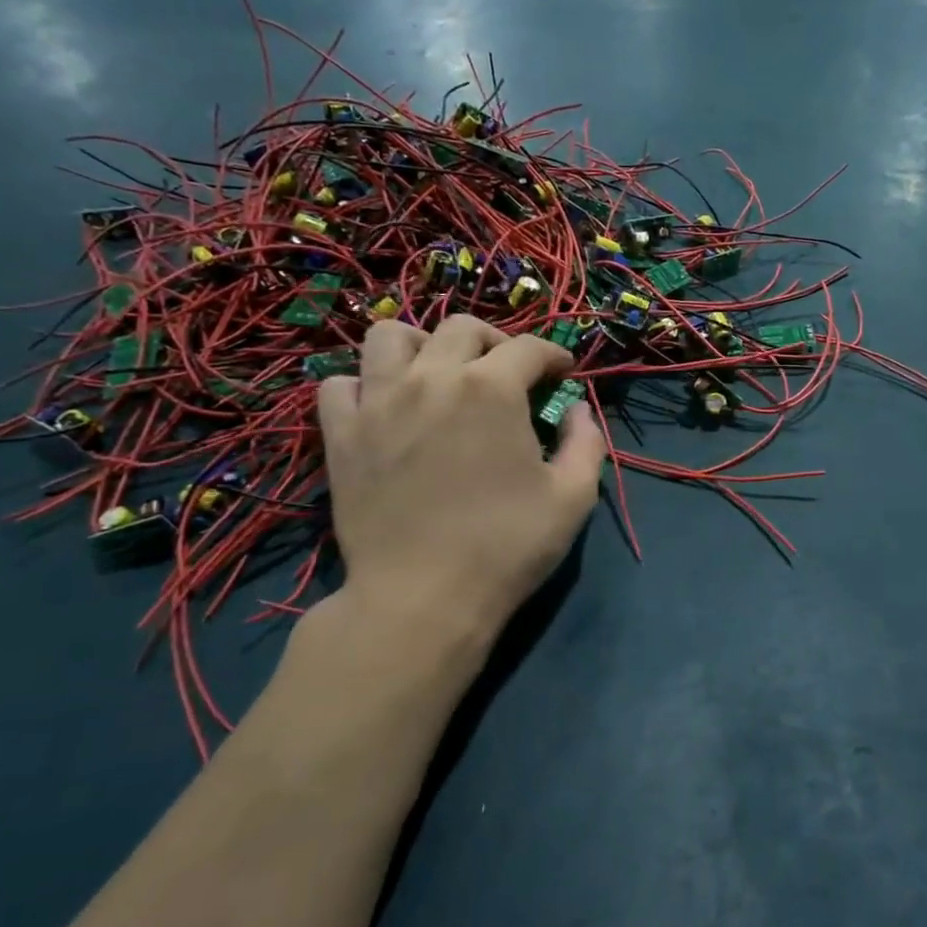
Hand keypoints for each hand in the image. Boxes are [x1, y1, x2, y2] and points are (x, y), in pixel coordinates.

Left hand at [316, 315, 604, 658]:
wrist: (422, 598)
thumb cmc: (507, 547)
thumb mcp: (573, 498)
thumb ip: (586, 443)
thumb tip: (578, 412)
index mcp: (492, 389)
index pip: (529, 347)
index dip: (554, 355)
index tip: (563, 375)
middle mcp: (432, 378)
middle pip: (461, 328)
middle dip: (496, 341)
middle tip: (508, 374)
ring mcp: (378, 403)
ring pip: (389, 336)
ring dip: (421, 345)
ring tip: (438, 374)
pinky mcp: (341, 434)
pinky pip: (340, 384)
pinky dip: (364, 385)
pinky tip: (385, 407)